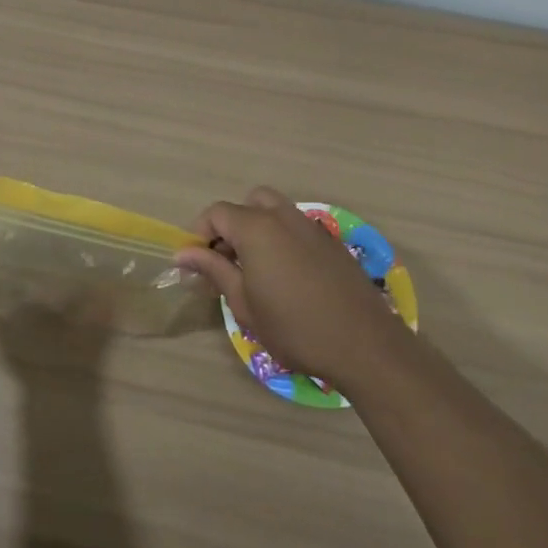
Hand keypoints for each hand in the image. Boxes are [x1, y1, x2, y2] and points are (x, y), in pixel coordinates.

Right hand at [177, 186, 409, 389]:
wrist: (364, 345)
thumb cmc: (294, 328)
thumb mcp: (244, 304)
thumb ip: (214, 270)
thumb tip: (184, 252)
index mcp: (257, 227)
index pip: (217, 213)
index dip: (199, 233)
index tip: (195, 264)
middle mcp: (283, 216)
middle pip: (248, 203)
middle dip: (231, 225)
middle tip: (226, 261)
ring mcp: (311, 225)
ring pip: (275, 210)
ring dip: (257, 229)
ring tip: (255, 269)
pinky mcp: (330, 241)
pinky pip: (296, 226)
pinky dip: (281, 238)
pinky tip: (286, 276)